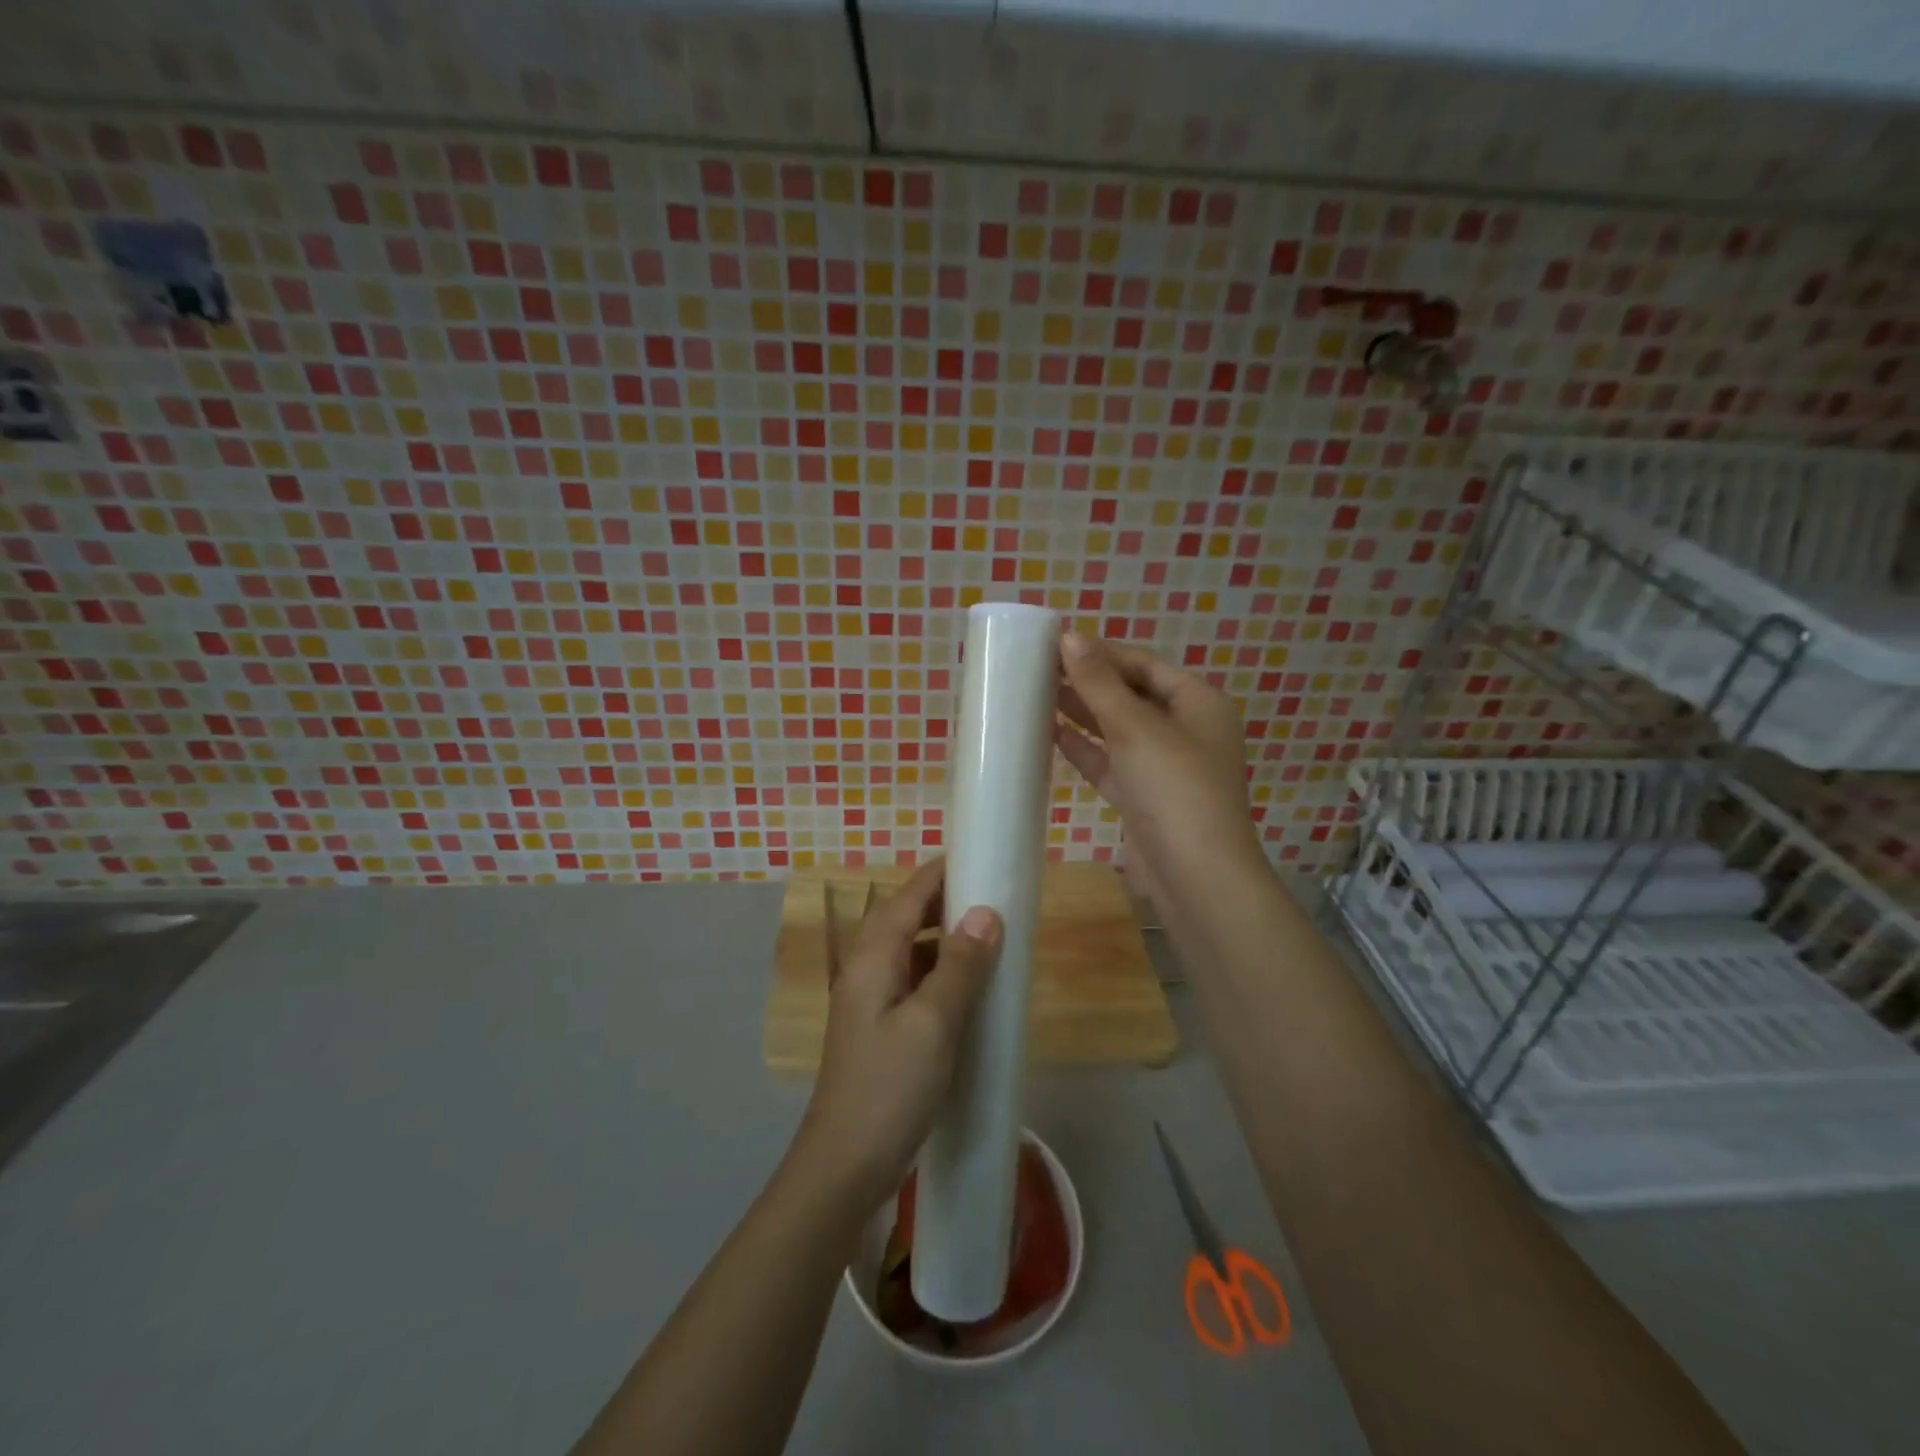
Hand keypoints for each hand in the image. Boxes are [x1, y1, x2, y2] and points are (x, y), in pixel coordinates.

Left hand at [790, 858, 1001, 1212]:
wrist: (844, 1168)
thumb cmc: (889, 1088)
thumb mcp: (933, 1024)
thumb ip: (959, 966)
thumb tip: (985, 913)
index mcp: (873, 959)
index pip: (907, 897)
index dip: (939, 873)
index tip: (977, 854)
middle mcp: (866, 971)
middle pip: (905, 919)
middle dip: (945, 902)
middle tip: (992, 894)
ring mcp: (870, 1003)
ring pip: (911, 953)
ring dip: (945, 939)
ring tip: (988, 936)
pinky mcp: (880, 1031)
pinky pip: (914, 984)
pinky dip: (941, 974)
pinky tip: (969, 989)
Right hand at [1054, 632, 1265, 915]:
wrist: (1195, 877)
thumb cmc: (1174, 788)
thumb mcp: (1136, 727)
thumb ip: (1099, 683)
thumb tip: (1070, 636)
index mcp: (1198, 703)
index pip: (1144, 664)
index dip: (1102, 652)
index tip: (1056, 643)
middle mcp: (1184, 730)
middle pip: (1130, 695)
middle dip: (1089, 681)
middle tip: (1039, 667)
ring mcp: (1163, 767)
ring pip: (1117, 730)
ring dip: (1082, 713)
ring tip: (1036, 693)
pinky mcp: (1142, 798)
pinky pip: (1109, 763)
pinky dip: (1083, 749)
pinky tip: (1049, 734)